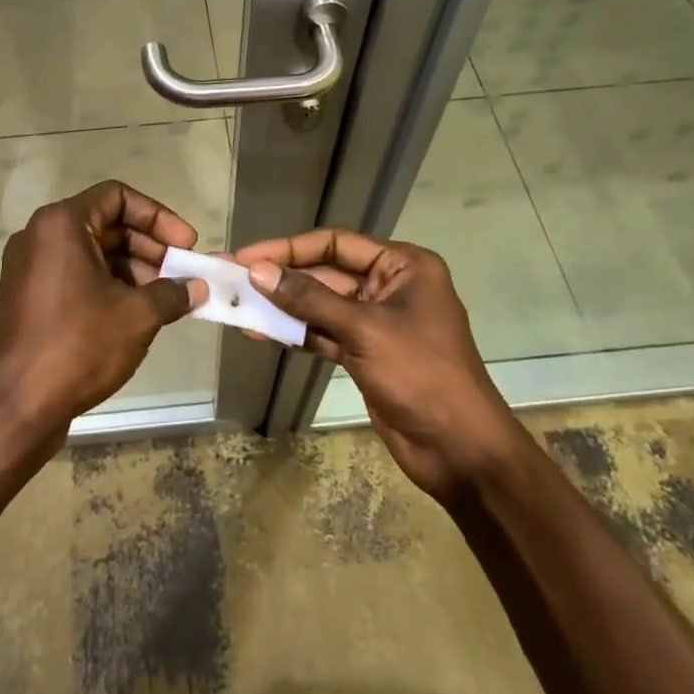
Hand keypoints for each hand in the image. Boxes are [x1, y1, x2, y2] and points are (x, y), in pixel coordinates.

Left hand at [0, 181, 208, 453]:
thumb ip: (172, 293)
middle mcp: (40, 237)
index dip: (158, 216)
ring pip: (92, 254)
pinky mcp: (27, 299)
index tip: (186, 245)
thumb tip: (197, 289)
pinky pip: (76, 277)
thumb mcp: (136, 316)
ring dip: (133, 270)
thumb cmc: (77, 346)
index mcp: (61, 225)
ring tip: (165, 301)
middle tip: (182, 275)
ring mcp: (29, 269)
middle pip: (106, 224)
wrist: (15, 407)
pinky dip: (108, 287)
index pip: (118, 196)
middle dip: (149, 247)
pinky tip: (136, 317)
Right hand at [233, 230, 523, 505]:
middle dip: (281, 278)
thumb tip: (258, 271)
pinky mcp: (365, 353)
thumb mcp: (364, 330)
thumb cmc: (420, 374)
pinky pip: (323, 333)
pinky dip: (295, 333)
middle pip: (325, 273)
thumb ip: (309, 298)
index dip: (289, 248)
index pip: (336, 243)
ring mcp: (376, 322)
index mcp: (403, 266)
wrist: (460, 451)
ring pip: (320, 305)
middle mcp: (389, 286)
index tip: (248, 257)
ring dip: (282, 307)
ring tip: (237, 306)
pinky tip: (260, 332)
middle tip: (233, 279)